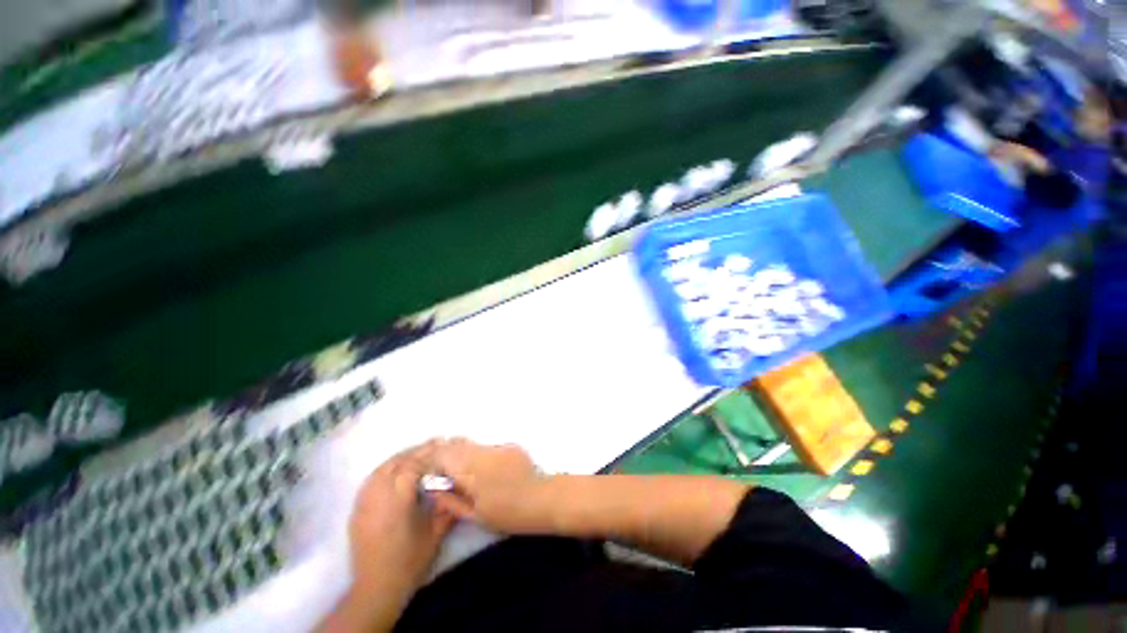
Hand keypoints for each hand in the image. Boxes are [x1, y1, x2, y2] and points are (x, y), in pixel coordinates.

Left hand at [348, 444, 455, 599]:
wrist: (376, 588)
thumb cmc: (409, 561)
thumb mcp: (435, 533)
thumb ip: (447, 507)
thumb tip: (459, 487)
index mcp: (398, 501)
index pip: (412, 466)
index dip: (428, 454)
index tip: (442, 445)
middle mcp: (378, 497)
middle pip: (395, 463)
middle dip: (415, 451)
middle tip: (433, 444)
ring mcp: (364, 503)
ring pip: (380, 469)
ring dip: (400, 458)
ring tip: (416, 454)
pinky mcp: (356, 511)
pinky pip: (370, 481)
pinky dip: (384, 470)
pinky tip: (394, 471)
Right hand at [429, 438, 547, 533]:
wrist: (540, 499)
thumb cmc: (505, 513)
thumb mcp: (474, 515)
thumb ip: (450, 500)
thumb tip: (434, 489)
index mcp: (468, 469)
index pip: (442, 454)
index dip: (434, 462)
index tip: (436, 475)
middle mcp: (481, 452)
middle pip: (456, 444)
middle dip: (449, 455)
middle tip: (451, 475)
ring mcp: (497, 446)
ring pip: (474, 445)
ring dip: (467, 455)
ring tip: (473, 475)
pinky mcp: (510, 446)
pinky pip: (490, 447)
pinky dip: (485, 456)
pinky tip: (493, 472)